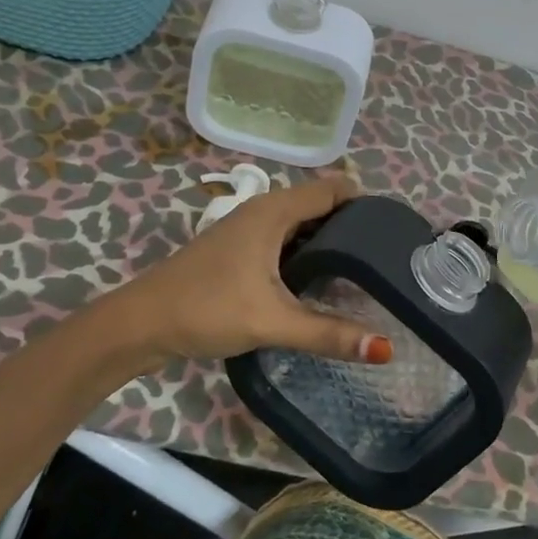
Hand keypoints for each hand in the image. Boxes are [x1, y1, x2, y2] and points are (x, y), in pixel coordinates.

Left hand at [106, 175, 393, 370]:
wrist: (141, 324)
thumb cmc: (207, 309)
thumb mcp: (272, 321)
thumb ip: (328, 333)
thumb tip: (386, 349)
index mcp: (274, 211)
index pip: (333, 189)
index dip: (365, 203)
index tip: (396, 230)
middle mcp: (263, 211)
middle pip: (319, 205)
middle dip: (352, 225)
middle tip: (389, 256)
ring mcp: (248, 230)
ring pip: (300, 226)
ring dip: (328, 242)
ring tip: (364, 270)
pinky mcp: (238, 251)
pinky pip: (285, 241)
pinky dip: (307, 253)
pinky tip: (320, 282)